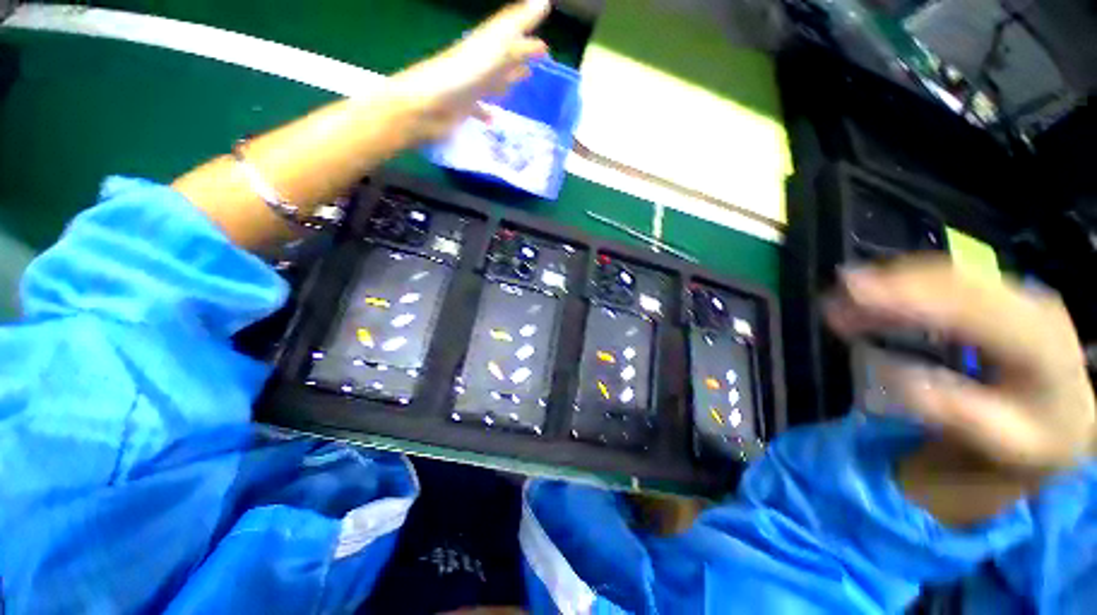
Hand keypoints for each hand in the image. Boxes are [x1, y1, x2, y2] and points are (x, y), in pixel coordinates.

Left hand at [389, 0, 550, 142]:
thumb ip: (516, 24)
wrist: (426, 105)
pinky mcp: (463, 107)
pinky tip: (494, 119)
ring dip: (508, 78)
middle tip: (541, 54)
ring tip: (522, 79)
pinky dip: (487, 112)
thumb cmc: (461, 75)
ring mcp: (470, 85)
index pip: (511, 33)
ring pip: (494, 80)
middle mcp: (479, 63)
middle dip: (522, 52)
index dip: (528, 28)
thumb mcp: (493, 46)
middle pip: (505, 54)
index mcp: (487, 46)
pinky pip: (479, 109)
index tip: (545, 33)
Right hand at [825, 256, 1094, 480]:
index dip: (910, 296)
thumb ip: (957, 411)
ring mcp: (1017, 292)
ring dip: (893, 281)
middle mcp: (1031, 304)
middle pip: (956, 280)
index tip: (853, 294)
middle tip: (836, 298)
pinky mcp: (1000, 291)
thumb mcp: (1003, 440)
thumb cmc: (1035, 435)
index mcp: (1039, 343)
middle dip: (891, 283)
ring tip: (846, 298)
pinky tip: (877, 296)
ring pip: (948, 272)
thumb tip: (899, 376)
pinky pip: (947, 277)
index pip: (970, 308)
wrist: (1068, 415)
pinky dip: (906, 283)